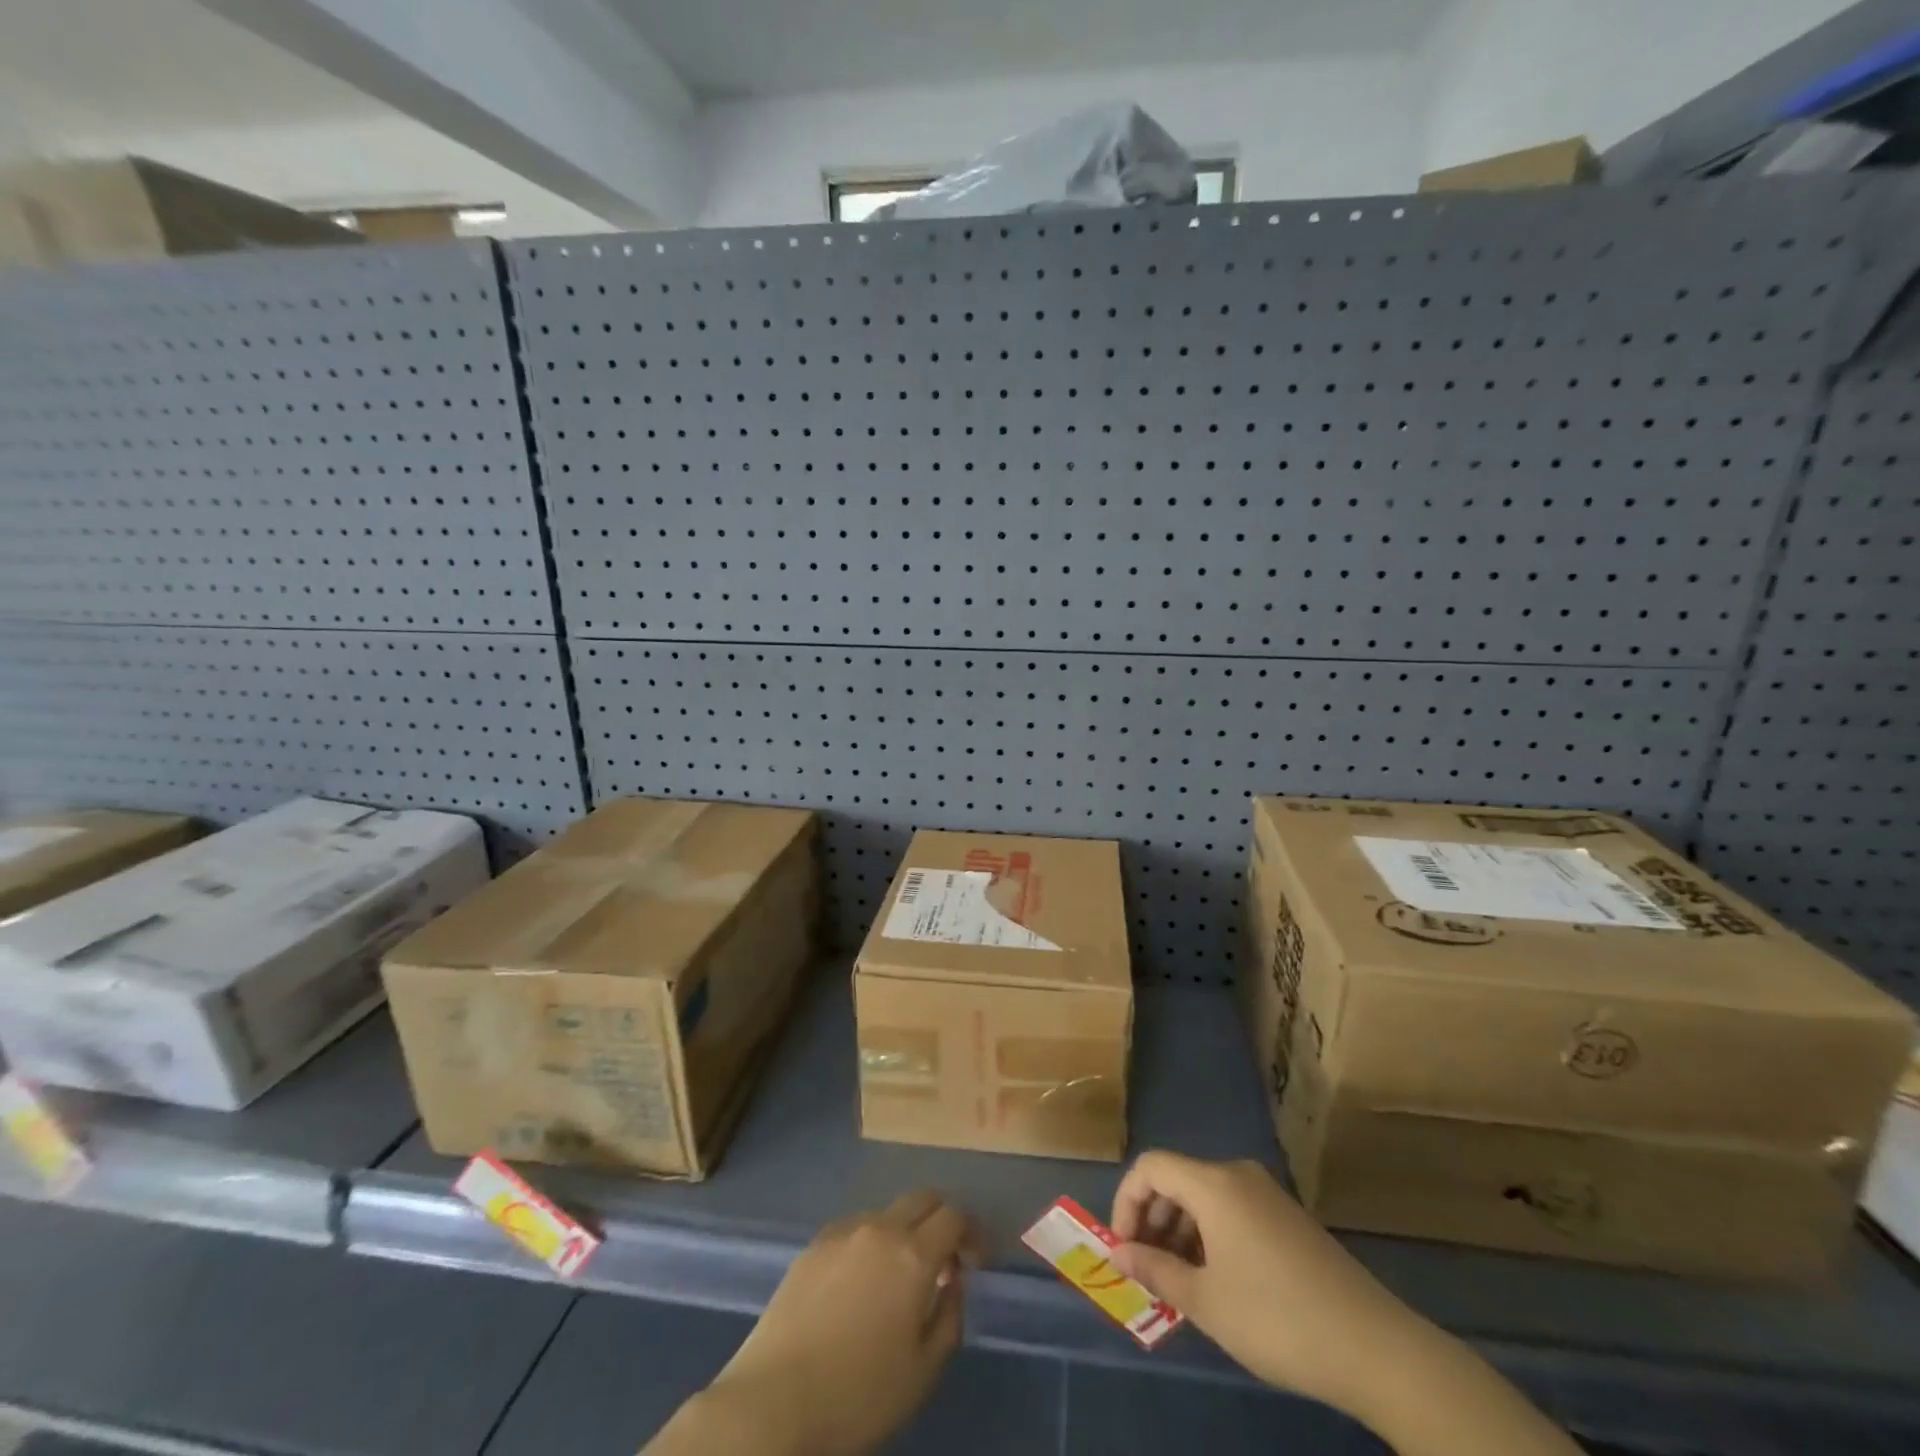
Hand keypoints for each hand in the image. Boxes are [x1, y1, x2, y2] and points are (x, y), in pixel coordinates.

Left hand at [663, 1190, 980, 1455]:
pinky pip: (855, 1229)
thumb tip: (952, 1281)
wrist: (774, 1401)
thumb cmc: (858, 1395)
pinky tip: (860, 1285)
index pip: (954, 1216)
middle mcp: (881, 1228)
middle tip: (945, 1260)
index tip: (976, 1261)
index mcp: (913, 1254)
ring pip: (887, 1212)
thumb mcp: (923, 1371)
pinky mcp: (813, 1244)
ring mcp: (843, 1232)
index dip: (972, 1232)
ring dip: (904, 1232)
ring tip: (899, 1278)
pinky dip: (871, 1243)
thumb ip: (949, 1316)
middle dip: (941, 1220)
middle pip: (923, 1198)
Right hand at [1109, 1153, 1424, 1420]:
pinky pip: (1232, 1210)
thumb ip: (1156, 1270)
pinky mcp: (1288, 1217)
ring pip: (1204, 1197)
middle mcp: (1237, 1175)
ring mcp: (1267, 1194)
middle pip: (1177, 1179)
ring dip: (1181, 1231)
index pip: (1151, 1167)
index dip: (1127, 1202)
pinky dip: (1210, 1235)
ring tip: (1179, 1282)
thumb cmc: (1276, 1318)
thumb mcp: (1206, 1301)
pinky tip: (1217, 1281)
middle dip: (1153, 1219)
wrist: (1373, 1346)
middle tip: (1146, 1270)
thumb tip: (1118, 1252)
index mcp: (1213, 1183)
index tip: (1124, 1249)